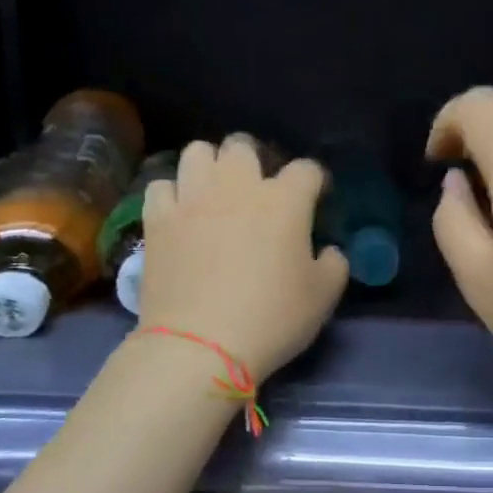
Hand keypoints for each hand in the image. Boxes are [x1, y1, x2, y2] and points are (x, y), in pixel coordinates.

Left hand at [137, 136, 348, 380]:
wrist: (200, 346)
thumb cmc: (272, 318)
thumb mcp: (324, 296)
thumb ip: (334, 263)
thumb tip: (328, 250)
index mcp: (285, 200)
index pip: (307, 169)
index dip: (315, 181)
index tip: (316, 197)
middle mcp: (237, 186)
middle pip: (243, 146)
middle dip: (254, 160)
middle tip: (258, 189)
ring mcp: (192, 198)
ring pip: (197, 152)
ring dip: (210, 166)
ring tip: (214, 190)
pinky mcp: (158, 219)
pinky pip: (162, 186)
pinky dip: (173, 194)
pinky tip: (180, 212)